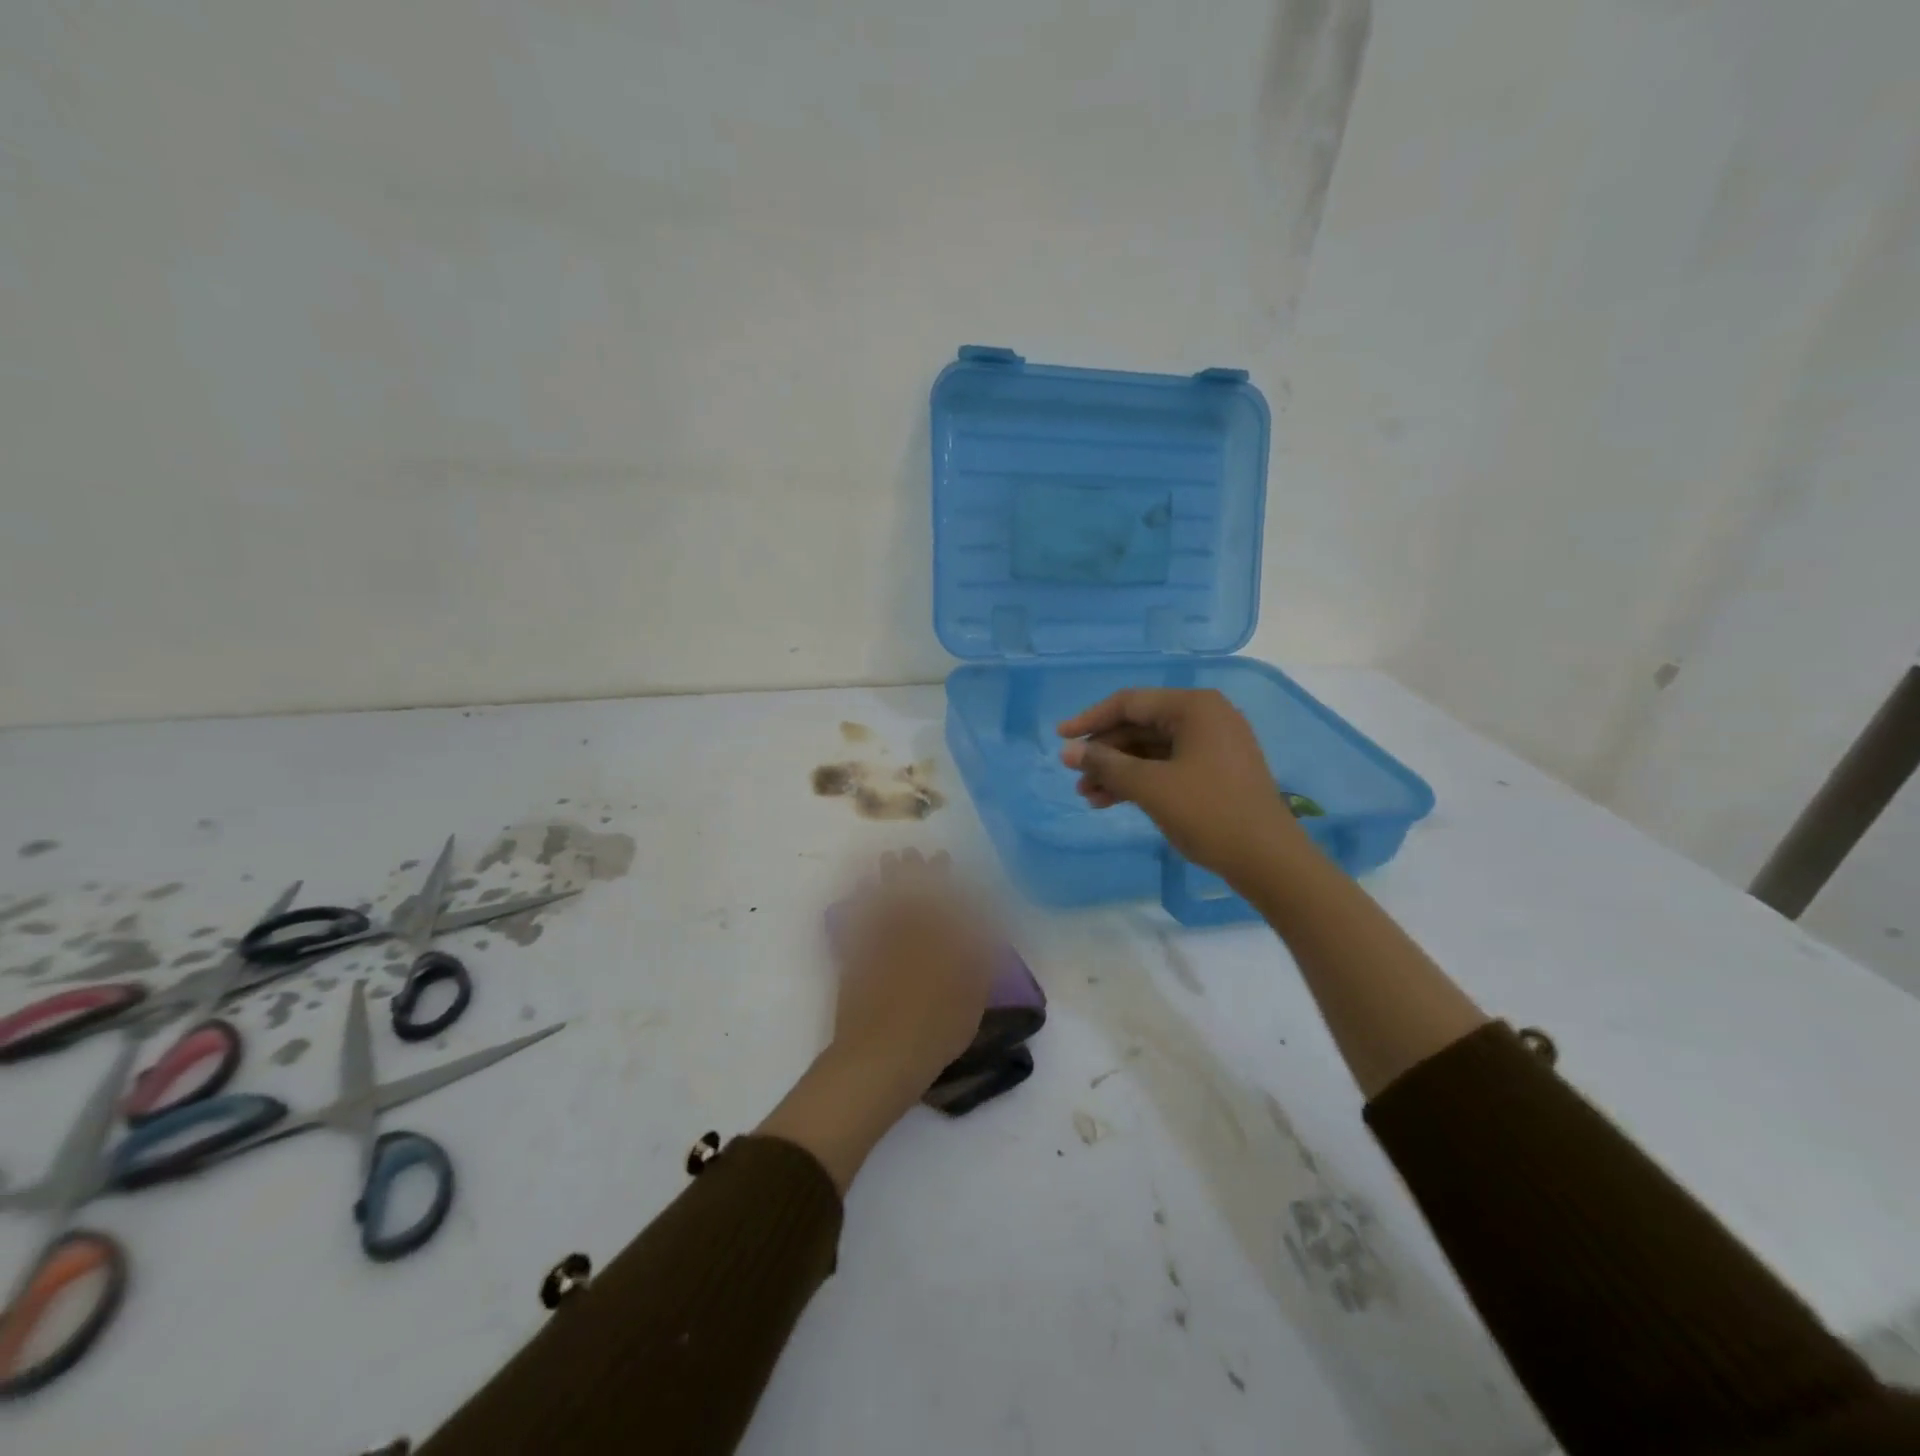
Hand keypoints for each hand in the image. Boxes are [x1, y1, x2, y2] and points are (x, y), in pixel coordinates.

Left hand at [758, 850, 997, 1192]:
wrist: (882, 1057)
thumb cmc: (937, 1031)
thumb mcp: (972, 997)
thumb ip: (979, 961)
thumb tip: (984, 932)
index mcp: (941, 941)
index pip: (943, 900)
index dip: (943, 879)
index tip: (942, 859)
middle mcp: (910, 935)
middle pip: (911, 895)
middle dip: (914, 872)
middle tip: (914, 852)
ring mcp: (879, 946)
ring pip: (883, 903)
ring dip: (887, 880)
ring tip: (888, 861)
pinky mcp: (856, 960)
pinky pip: (857, 924)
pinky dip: (859, 906)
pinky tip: (860, 895)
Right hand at [1058, 688, 1302, 880]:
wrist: (1268, 859)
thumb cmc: (1208, 812)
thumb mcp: (1150, 786)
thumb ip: (1106, 764)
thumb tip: (1068, 752)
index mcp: (1194, 707)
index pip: (1130, 703)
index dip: (1090, 720)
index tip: (1059, 738)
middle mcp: (1205, 717)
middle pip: (1139, 726)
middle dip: (1104, 753)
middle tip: (1073, 776)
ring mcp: (1213, 745)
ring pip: (1151, 750)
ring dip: (1118, 771)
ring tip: (1087, 796)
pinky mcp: (1215, 772)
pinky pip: (1167, 766)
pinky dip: (1140, 781)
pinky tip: (1111, 801)